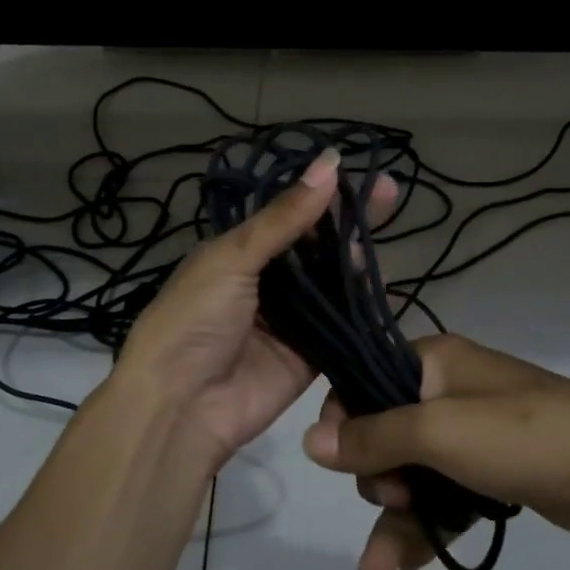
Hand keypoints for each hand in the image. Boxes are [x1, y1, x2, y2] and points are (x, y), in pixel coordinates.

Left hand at [113, 149, 397, 470]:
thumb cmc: (194, 319)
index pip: (290, 215)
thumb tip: (330, 162)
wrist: (179, 406)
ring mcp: (290, 320)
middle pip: (316, 247)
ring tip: (386, 234)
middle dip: (348, 222)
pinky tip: (385, 285)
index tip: (360, 171)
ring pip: (332, 284)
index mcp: (239, 253)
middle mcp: (267, 282)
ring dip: (356, 262)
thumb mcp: (233, 258)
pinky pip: (341, 326)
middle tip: (389, 193)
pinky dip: (361, 308)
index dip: (323, 195)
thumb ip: (285, 217)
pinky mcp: (309, 356)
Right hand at [302, 333, 569, 569]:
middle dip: (378, 478)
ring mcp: (471, 435)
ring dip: (393, 520)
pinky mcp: (492, 474)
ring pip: (412, 475)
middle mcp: (447, 392)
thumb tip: (308, 442)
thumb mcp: (440, 431)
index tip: (343, 459)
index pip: (364, 380)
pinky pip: (443, 498)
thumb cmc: (523, 436)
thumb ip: (373, 436)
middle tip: (396, 498)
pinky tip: (401, 568)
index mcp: (433, 362)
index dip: (346, 421)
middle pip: (383, 435)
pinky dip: (425, 529)